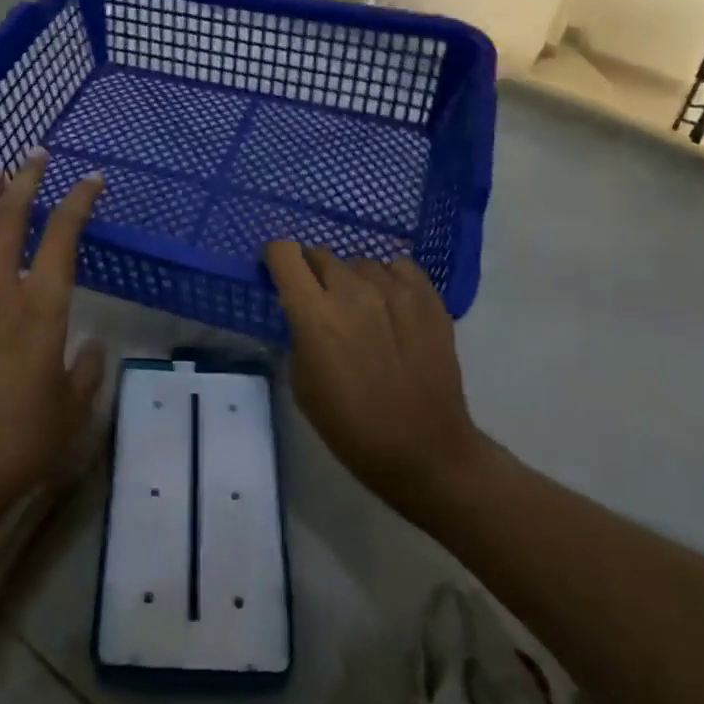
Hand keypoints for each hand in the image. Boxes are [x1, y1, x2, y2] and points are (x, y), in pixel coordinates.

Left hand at [0, 150, 106, 530]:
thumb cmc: (17, 444)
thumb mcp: (71, 411)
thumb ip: (86, 371)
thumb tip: (90, 345)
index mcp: (38, 309)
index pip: (61, 237)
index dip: (78, 202)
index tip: (90, 179)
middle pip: (7, 220)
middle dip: (23, 182)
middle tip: (33, 155)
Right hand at [265, 242, 484, 524]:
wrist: (426, 450)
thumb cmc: (353, 428)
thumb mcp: (303, 385)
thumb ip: (299, 335)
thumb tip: (304, 310)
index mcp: (315, 314)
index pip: (284, 253)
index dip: (276, 258)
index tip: (278, 273)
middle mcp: (352, 290)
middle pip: (320, 254)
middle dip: (313, 273)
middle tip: (321, 302)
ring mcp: (394, 289)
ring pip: (359, 262)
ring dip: (351, 280)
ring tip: (362, 311)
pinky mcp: (427, 295)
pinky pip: (397, 267)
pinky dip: (388, 280)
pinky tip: (391, 306)